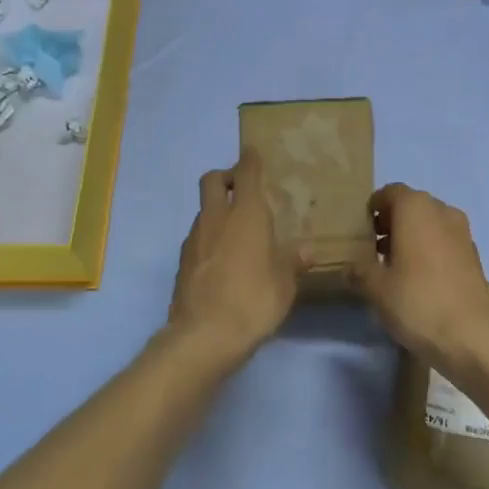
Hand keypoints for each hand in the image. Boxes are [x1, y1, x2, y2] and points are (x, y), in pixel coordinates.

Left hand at [167, 151, 304, 364]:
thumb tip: (307, 251)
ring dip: (217, 210)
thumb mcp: (285, 282)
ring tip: (236, 231)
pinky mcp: (182, 262)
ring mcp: (194, 239)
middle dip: (225, 177)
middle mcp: (217, 218)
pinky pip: (197, 237)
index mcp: (247, 214)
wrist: (205, 335)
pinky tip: (222, 259)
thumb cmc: (255, 299)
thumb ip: (293, 261)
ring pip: (203, 210)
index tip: (252, 152)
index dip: (249, 160)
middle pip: (212, 180)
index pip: (246, 172)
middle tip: (242, 190)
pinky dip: (209, 237)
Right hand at [352, 184, 488, 375]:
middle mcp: (442, 211)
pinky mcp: (473, 255)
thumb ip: (358, 270)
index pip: (389, 192)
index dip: (373, 209)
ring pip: (429, 224)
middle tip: (374, 251)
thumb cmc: (417, 301)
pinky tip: (419, 280)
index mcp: (416, 208)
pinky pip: (444, 241)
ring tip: (394, 267)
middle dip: (391, 223)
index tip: (362, 233)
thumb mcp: (375, 287)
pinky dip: (429, 250)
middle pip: (411, 206)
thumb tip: (350, 268)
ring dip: (411, 237)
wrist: (470, 337)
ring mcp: (462, 232)